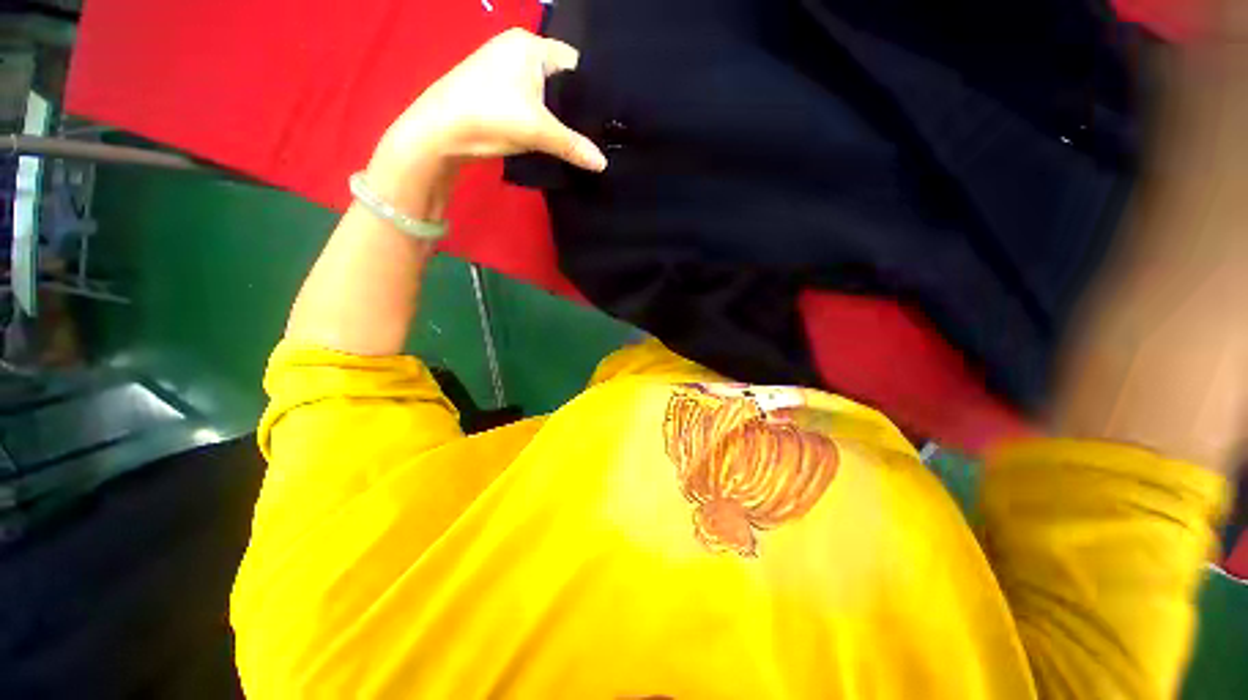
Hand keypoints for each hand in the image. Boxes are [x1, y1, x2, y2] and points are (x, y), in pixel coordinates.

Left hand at [365, 28, 605, 211]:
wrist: (441, 131)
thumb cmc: (491, 116)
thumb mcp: (538, 131)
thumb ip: (574, 146)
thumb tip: (603, 164)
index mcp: (530, 46)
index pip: (574, 64)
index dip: (591, 92)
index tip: (606, 119)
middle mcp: (518, 50)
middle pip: (560, 79)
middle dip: (575, 106)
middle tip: (596, 134)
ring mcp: (505, 69)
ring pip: (545, 93)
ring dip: (559, 115)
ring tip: (579, 138)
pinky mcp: (497, 90)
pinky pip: (531, 101)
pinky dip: (543, 118)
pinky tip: (554, 136)